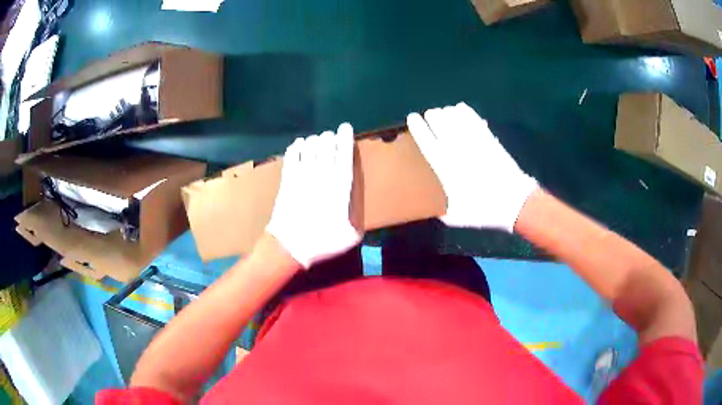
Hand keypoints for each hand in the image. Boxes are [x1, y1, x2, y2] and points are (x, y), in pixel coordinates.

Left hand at [266, 123, 361, 267]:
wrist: (290, 246)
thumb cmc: (322, 242)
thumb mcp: (350, 236)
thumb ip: (355, 218)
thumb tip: (353, 207)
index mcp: (339, 188)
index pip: (344, 157)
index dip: (345, 140)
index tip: (346, 128)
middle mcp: (321, 177)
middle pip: (326, 149)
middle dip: (329, 138)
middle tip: (330, 135)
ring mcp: (302, 178)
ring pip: (308, 150)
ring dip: (313, 141)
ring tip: (316, 140)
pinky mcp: (287, 182)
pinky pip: (292, 159)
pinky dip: (295, 149)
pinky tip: (298, 144)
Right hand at [407, 102, 537, 231]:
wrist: (514, 202)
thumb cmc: (484, 209)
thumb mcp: (458, 216)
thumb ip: (444, 213)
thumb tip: (439, 211)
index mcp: (445, 166)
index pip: (426, 139)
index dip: (417, 126)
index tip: (412, 117)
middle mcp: (457, 149)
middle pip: (440, 122)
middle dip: (433, 115)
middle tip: (430, 115)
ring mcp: (474, 141)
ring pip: (456, 117)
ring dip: (448, 112)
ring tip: (445, 112)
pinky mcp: (489, 139)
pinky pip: (474, 119)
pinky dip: (466, 112)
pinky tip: (461, 108)